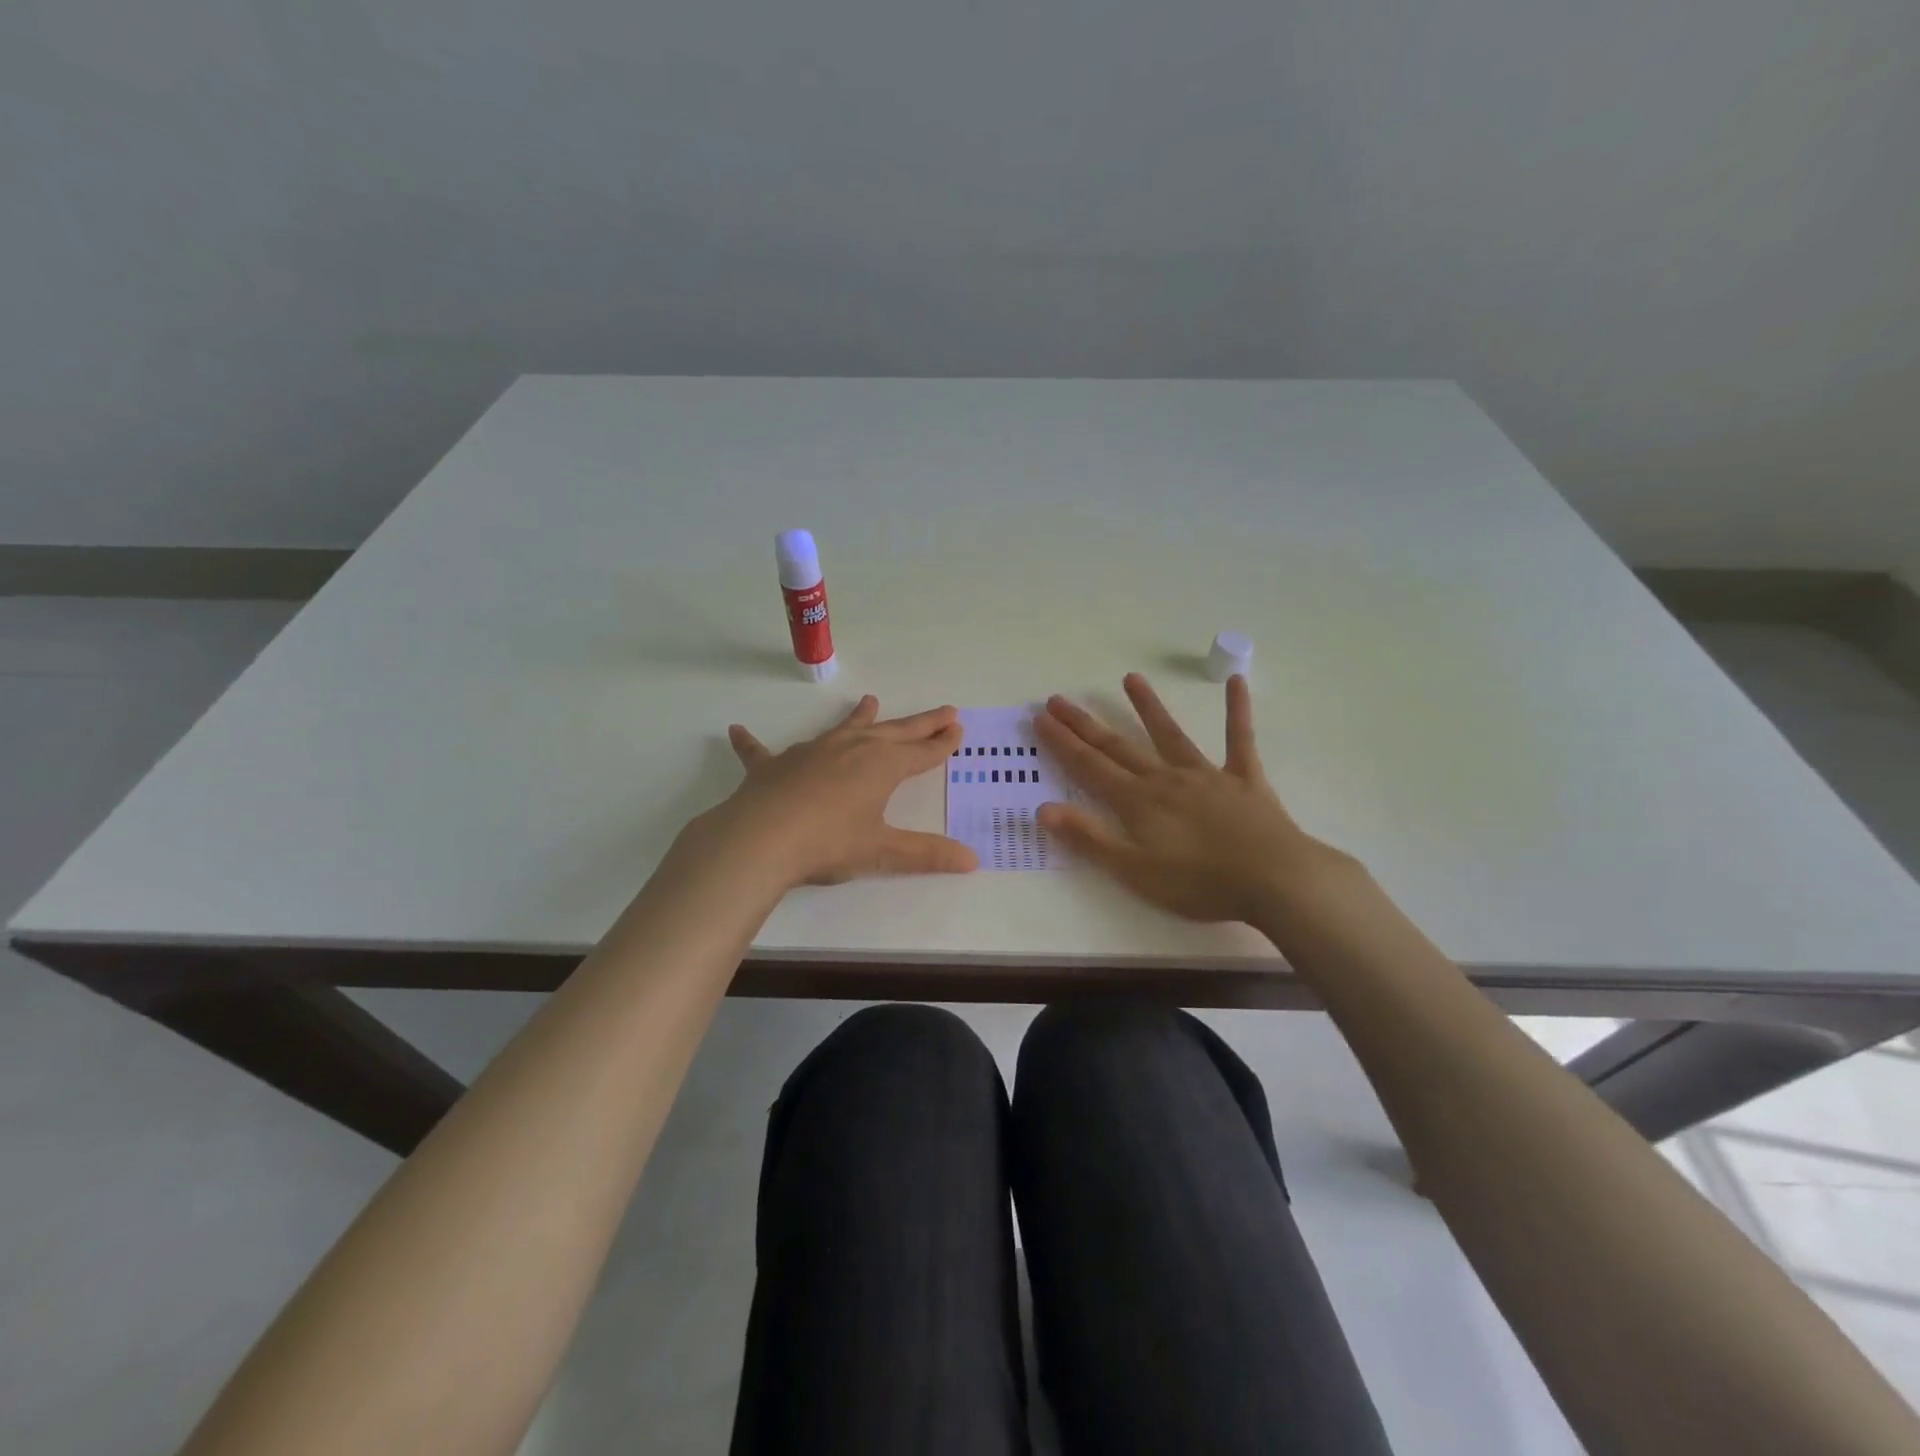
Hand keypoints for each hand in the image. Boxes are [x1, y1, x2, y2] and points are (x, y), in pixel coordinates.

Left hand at [695, 695, 977, 888]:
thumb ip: (926, 854)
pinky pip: (762, 750)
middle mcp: (851, 749)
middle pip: (894, 731)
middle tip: (944, 710)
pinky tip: (736, 731)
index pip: (921, 752)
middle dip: (921, 723)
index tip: (958, 729)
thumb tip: (973, 860)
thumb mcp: (882, 851)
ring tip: (870, 700)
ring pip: (843, 728)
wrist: (760, 840)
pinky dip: (752, 742)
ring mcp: (811, 752)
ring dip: (859, 716)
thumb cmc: (828, 843)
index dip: (942, 743)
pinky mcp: (774, 765)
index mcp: (882, 766)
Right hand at [1035, 673, 1358, 923]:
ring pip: (1170, 734)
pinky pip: (1240, 739)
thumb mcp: (1134, 871)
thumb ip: (1089, 839)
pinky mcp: (1244, 779)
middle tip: (1059, 698)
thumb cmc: (1200, 884)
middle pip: (1118, 747)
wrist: (1275, 880)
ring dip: (1148, 707)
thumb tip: (1043, 810)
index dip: (1062, 743)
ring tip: (1130, 678)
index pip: (1089, 767)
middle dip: (1085, 724)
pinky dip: (1237, 711)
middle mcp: (1166, 779)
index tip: (1041, 718)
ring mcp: (1207, 775)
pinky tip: (1236, 682)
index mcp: (1138, 802)